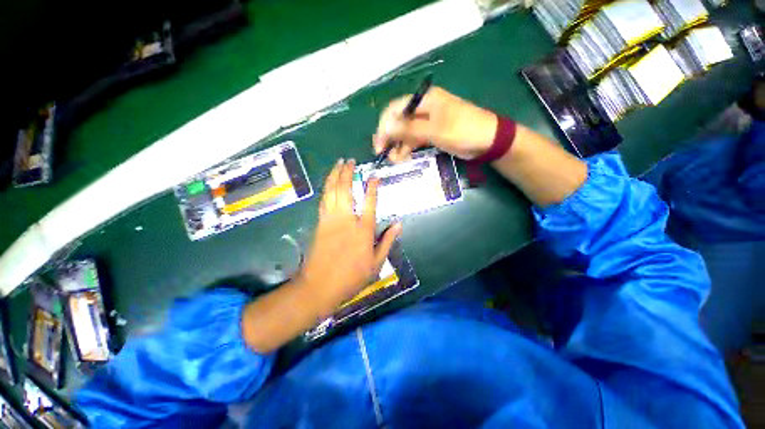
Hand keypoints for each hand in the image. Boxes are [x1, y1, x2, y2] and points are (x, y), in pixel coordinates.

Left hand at [298, 159, 401, 313]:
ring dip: (334, 176)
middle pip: (346, 191)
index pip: (369, 203)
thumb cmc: (351, 277)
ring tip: (338, 164)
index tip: (374, 176)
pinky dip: (326, 188)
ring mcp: (331, 220)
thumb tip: (398, 224)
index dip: (372, 187)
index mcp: (363, 231)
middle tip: (349, 161)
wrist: (320, 286)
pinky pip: (323, 201)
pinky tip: (328, 182)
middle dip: (347, 173)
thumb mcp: (376, 264)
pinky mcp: (320, 224)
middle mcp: (346, 220)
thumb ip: (387, 241)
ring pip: (332, 192)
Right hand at [374, 87, 497, 161]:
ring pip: (404, 133)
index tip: (379, 145)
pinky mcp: (430, 134)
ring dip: (398, 146)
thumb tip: (385, 127)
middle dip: (389, 138)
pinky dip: (407, 149)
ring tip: (395, 161)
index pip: (395, 109)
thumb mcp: (435, 130)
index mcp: (424, 100)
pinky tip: (403, 158)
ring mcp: (426, 122)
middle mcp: (422, 109)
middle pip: (398, 121)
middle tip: (384, 155)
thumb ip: (409, 129)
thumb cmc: (463, 130)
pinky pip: (413, 140)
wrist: (487, 141)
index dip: (384, 126)